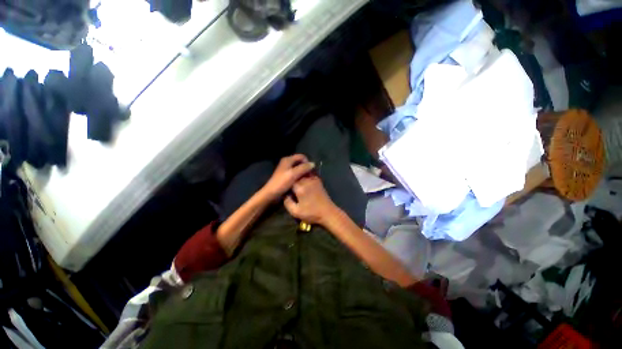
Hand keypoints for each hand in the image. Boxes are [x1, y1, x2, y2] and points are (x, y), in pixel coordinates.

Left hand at [262, 154, 314, 200]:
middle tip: (311, 176)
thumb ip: (303, 168)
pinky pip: (296, 175)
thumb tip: (313, 164)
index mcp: (288, 160)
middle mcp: (287, 163)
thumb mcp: (293, 174)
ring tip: (308, 180)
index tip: (311, 171)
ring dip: (304, 174)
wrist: (271, 194)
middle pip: (300, 163)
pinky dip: (300, 177)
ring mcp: (286, 170)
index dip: (308, 162)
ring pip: (299, 169)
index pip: (302, 156)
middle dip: (306, 168)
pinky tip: (302, 183)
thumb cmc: (281, 183)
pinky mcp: (286, 177)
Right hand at [283, 176, 338, 225]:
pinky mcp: (318, 181)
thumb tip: (285, 194)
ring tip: (294, 175)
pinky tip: (303, 176)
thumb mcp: (296, 212)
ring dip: (298, 173)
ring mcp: (313, 180)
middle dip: (291, 175)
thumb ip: (287, 202)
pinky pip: (310, 173)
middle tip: (287, 179)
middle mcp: (306, 181)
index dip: (285, 181)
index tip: (283, 184)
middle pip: (296, 174)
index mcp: (300, 188)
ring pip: (303, 172)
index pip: (289, 179)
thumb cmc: (312, 213)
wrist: (328, 213)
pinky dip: (305, 173)